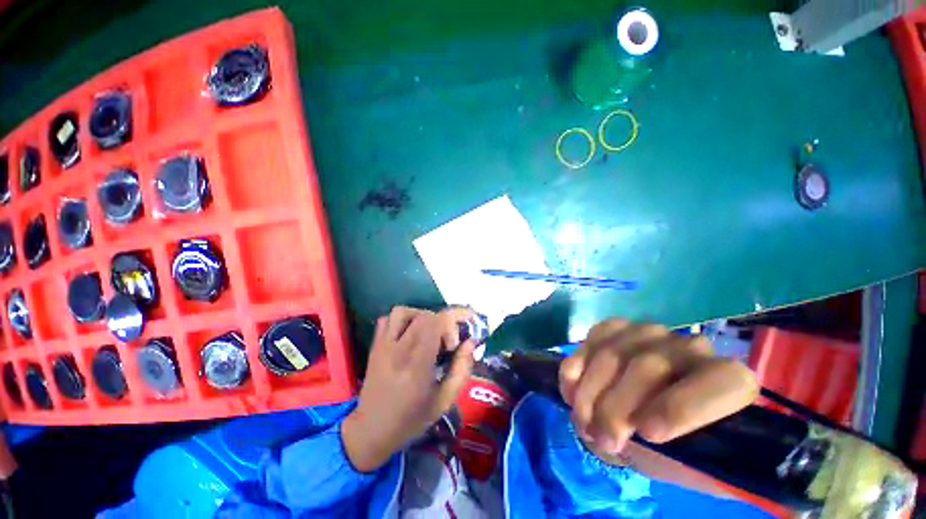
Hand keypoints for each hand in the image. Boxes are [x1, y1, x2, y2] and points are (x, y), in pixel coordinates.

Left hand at [342, 306, 476, 471]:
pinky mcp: (374, 346)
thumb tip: (471, 342)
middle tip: (444, 342)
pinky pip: (386, 319)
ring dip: (420, 316)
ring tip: (427, 333)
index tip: (455, 341)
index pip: (435, 323)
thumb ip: (461, 369)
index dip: (452, 323)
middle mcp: (398, 350)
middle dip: (440, 322)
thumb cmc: (411, 419)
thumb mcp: (444, 401)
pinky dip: (401, 320)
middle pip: (423, 315)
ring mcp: (383, 346)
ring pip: (402, 312)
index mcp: (417, 365)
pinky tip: (408, 334)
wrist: (371, 430)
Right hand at [559, 320, 757, 454]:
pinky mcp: (616, 328)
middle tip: (602, 439)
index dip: (683, 406)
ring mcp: (648, 333)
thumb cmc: (676, 449)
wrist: (648, 419)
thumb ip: (685, 455)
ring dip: (590, 391)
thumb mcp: (689, 465)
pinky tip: (571, 391)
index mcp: (729, 382)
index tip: (647, 434)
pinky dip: (576, 368)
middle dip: (616, 406)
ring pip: (612, 352)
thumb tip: (648, 437)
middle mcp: (689, 347)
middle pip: (648, 365)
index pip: (722, 381)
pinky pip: (591, 340)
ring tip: (583, 422)